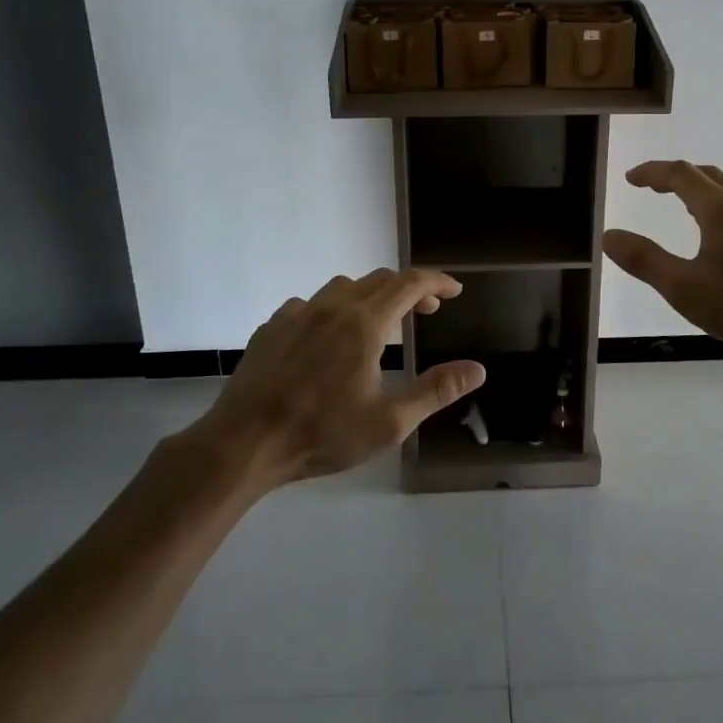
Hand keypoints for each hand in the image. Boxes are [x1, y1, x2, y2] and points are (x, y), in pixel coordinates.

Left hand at [201, 269, 487, 485]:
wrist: (244, 443)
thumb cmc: (322, 434)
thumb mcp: (389, 422)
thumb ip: (436, 390)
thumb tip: (478, 369)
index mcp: (364, 324)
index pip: (409, 284)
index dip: (436, 282)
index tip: (454, 291)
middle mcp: (332, 307)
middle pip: (379, 280)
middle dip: (408, 289)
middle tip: (426, 310)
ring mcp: (297, 314)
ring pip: (342, 288)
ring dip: (369, 295)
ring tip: (378, 323)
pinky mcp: (271, 327)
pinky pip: (310, 305)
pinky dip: (331, 310)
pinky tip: (327, 338)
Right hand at [604, 161, 722, 365]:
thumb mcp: (684, 289)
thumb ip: (644, 260)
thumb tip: (609, 236)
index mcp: (720, 209)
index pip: (680, 174)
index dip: (652, 172)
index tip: (631, 178)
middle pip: (708, 175)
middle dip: (676, 176)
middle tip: (653, 187)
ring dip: (704, 190)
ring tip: (687, 206)